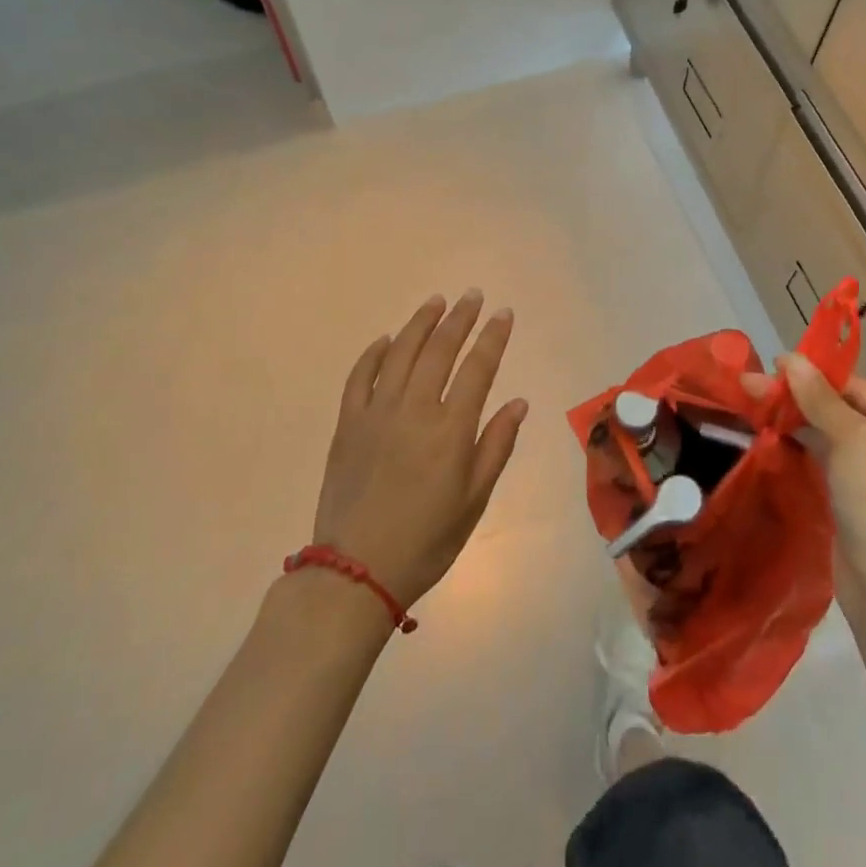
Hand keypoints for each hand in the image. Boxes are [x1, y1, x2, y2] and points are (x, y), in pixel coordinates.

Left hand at [312, 292, 528, 608]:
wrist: (356, 572)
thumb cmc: (427, 539)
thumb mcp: (475, 499)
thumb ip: (496, 445)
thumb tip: (518, 402)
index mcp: (450, 429)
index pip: (477, 367)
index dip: (492, 336)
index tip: (503, 313)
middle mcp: (414, 409)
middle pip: (439, 350)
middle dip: (459, 318)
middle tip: (472, 295)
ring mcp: (376, 413)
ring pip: (400, 353)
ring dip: (420, 323)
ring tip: (436, 302)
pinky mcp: (347, 424)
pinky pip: (359, 377)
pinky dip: (373, 353)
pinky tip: (385, 339)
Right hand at [743, 354, 865, 624]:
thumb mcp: (852, 440)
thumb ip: (820, 398)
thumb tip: (791, 359)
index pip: (858, 388)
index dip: (816, 374)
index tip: (774, 365)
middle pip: (842, 410)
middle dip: (799, 397)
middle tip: (751, 385)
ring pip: (830, 435)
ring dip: (795, 419)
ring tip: (753, 404)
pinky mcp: (856, 499)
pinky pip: (826, 460)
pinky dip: (801, 446)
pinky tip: (771, 434)